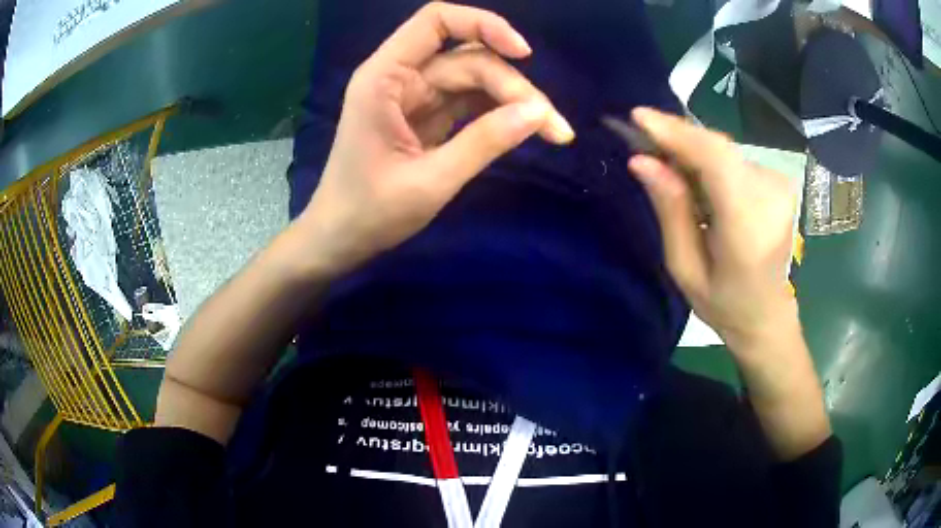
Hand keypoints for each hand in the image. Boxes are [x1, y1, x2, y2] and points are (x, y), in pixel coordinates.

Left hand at [299, 2, 574, 274]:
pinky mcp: (426, 115)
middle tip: (554, 128)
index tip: (523, 54)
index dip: (484, 25)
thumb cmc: (371, 213)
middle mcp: (399, 77)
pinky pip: (469, 101)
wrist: (340, 239)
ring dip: (514, 101)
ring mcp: (414, 96)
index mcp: (385, 78)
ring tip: (552, 131)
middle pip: (469, 59)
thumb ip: (484, 143)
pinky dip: (499, 113)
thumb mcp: (431, 181)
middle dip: (513, 87)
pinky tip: (525, 130)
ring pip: (475, 80)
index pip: (436, 21)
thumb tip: (538, 113)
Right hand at [628, 108, 798, 353]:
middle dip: (677, 137)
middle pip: (718, 148)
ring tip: (663, 160)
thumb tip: (642, 161)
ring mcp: (779, 186)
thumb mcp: (685, 268)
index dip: (677, 132)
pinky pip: (734, 159)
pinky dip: (709, 159)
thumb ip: (670, 211)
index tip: (638, 117)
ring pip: (724, 150)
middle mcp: (770, 196)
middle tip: (640, 137)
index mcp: (748, 226)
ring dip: (691, 149)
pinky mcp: (778, 182)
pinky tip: (693, 174)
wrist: (767, 315)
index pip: (715, 159)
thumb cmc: (724, 303)